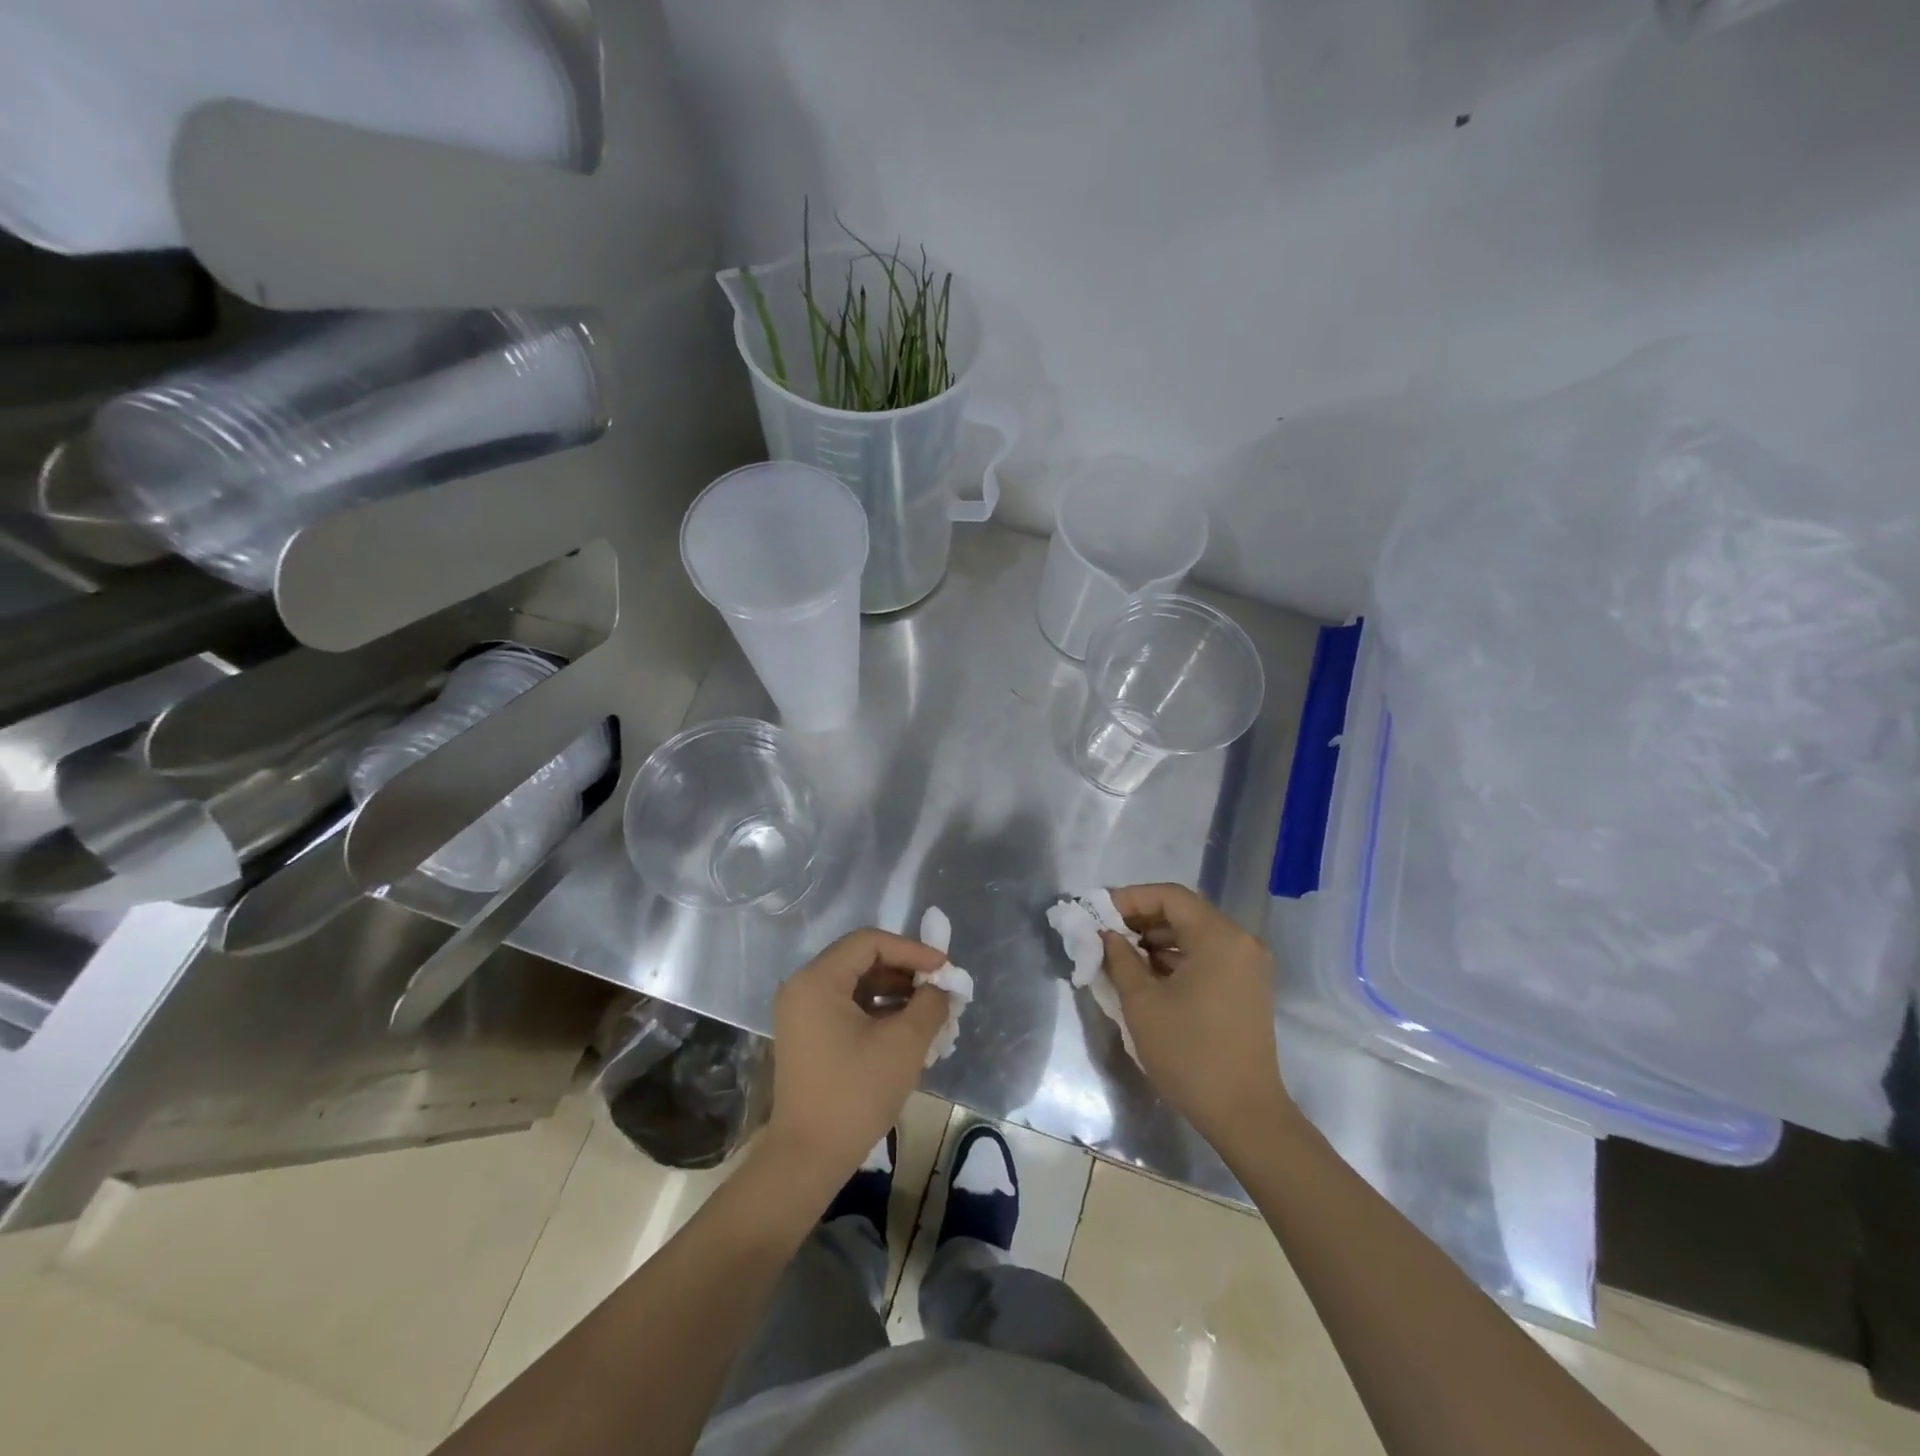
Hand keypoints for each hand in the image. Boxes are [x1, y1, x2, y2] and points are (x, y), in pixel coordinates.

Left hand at [764, 928, 949, 1189]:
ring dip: (896, 992)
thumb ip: (929, 1004)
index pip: (870, 943)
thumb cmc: (855, 1093)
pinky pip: (848, 1007)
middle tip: (939, 988)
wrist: (808, 1158)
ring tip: (932, 1011)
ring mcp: (803, 1012)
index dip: (911, 950)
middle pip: (862, 960)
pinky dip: (879, 1011)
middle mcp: (804, 987)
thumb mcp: (903, 1044)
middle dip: (905, 972)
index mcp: (818, 980)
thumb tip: (942, 987)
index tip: (944, 968)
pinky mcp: (809, 1035)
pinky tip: (909, 1029)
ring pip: (857, 984)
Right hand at [1102, 883, 1294, 1152]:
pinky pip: (1206, 956)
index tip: (1097, 912)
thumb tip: (1106, 935)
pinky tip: (1146, 974)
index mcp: (1219, 937)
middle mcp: (1240, 941)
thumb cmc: (1189, 1054)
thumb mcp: (1142, 1003)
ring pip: (1194, 934)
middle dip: (1140, 918)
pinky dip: (1175, 957)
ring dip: (1156, 939)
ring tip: (1119, 955)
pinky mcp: (1247, 987)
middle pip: (1183, 912)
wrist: (1245, 1115)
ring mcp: (1248, 965)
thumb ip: (1119, 959)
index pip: (1169, 896)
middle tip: (1103, 933)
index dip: (1129, 898)